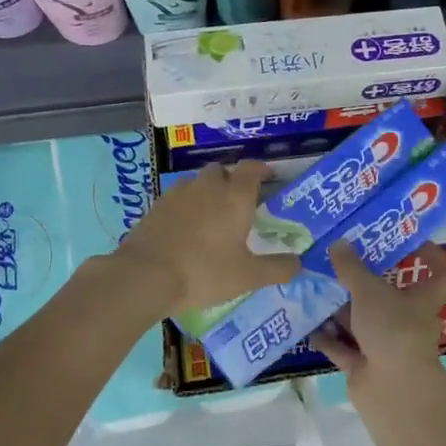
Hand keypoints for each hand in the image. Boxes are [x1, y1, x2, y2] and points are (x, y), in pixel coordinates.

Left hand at [114, 159, 296, 315]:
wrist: (145, 275)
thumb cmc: (205, 271)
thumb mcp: (248, 276)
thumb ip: (277, 268)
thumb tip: (299, 263)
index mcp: (235, 196)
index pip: (252, 168)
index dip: (262, 170)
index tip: (269, 178)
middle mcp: (208, 186)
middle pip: (223, 171)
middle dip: (232, 180)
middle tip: (239, 203)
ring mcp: (178, 193)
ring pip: (198, 183)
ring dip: (207, 192)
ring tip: (212, 216)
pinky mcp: (156, 206)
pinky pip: (177, 198)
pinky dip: (186, 207)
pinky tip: (186, 229)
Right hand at [313, 241, 445, 379]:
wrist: (392, 389)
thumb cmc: (393, 329)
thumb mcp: (369, 291)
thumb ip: (351, 268)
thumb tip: (338, 242)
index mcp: (422, 299)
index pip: (440, 273)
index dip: (431, 256)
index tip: (410, 242)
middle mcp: (406, 320)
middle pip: (388, 296)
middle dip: (364, 282)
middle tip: (340, 261)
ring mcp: (385, 344)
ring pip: (361, 321)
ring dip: (339, 309)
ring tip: (314, 287)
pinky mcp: (364, 365)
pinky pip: (343, 346)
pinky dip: (327, 336)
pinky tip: (307, 322)